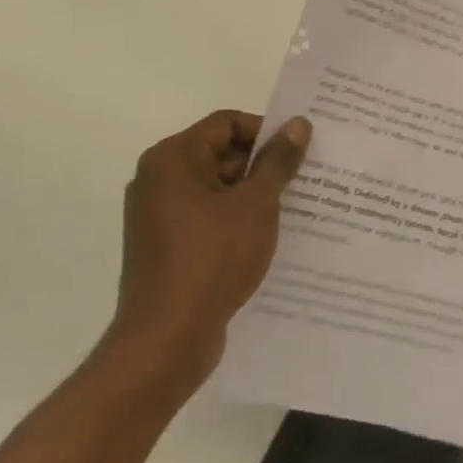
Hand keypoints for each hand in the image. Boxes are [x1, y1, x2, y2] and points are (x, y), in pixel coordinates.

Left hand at [106, 109, 310, 395]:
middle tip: (305, 181)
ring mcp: (158, 215)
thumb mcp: (256, 204)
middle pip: (220, 154)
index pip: (226, 124)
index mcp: (172, 158)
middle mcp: (158, 179)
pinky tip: (268, 238)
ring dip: (253, 196)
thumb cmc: (213, 258)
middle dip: (263, 166)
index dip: (266, 131)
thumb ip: (278, 161)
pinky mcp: (165, 246)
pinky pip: (207, 218)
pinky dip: (236, 221)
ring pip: (216, 189)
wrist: (167, 338)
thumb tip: (298, 124)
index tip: (300, 151)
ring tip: (295, 209)